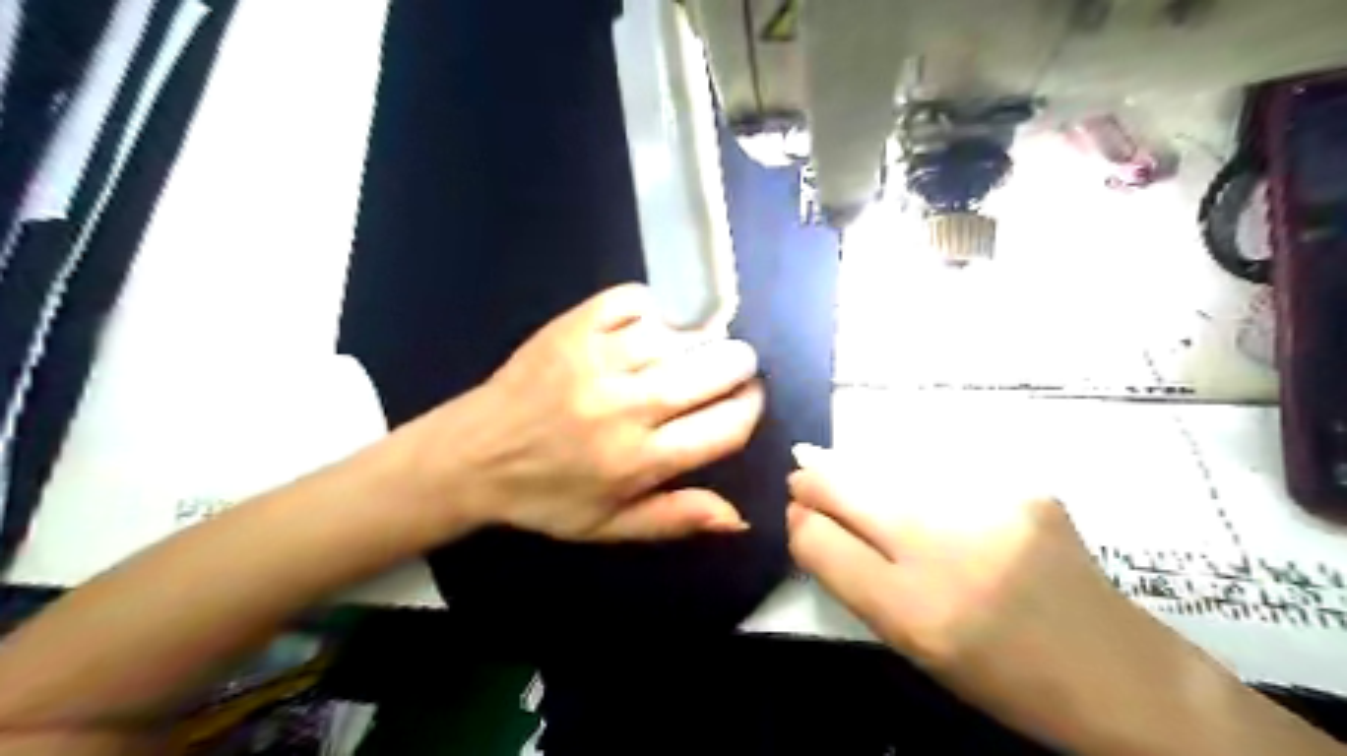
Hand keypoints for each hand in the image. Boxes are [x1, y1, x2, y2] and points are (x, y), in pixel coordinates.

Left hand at [406, 284, 761, 543]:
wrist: (471, 456)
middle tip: (737, 364)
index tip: (749, 399)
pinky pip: (632, 302)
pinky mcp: (572, 329)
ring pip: (677, 335)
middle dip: (739, 364)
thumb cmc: (546, 496)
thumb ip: (675, 517)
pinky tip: (652, 324)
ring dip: (700, 337)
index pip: (725, 426)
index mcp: (638, 461)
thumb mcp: (609, 526)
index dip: (750, 408)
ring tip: (697, 346)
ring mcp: (597, 361)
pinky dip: (653, 308)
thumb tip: (739, 515)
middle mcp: (624, 408)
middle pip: (711, 372)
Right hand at [787, 443, 1192, 749]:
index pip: (817, 539)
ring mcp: (989, 507)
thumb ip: (852, 578)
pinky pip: (939, 472)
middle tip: (804, 479)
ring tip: (853, 477)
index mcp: (913, 611)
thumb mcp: (910, 641)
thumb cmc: (997, 672)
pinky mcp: (1023, 486)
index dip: (799, 520)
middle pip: (846, 486)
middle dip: (815, 479)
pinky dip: (916, 480)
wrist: (1118, 673)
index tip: (797, 513)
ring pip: (888, 469)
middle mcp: (946, 549)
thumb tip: (808, 522)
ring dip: (862, 474)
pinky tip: (925, 493)